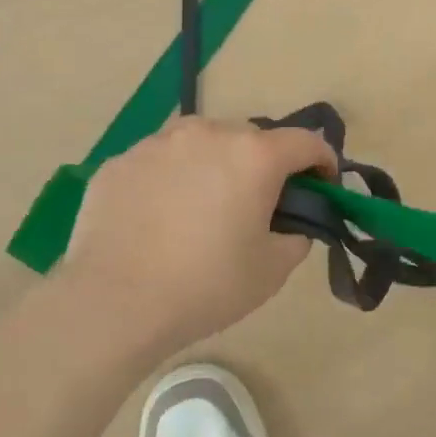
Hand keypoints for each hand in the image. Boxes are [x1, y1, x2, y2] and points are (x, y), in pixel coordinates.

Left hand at [61, 116, 336, 362]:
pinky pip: (161, 161)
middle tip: (256, 204)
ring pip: (202, 143)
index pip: (306, 141)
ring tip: (202, 206)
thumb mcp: (272, 271)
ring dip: (215, 164)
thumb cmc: (205, 285)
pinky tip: (159, 217)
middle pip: (252, 138)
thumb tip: (289, 225)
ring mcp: (159, 143)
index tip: (322, 184)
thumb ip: (295, 237)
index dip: (323, 161)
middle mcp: (209, 133)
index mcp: (254, 155)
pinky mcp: (121, 161)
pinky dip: (171, 178)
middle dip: (264, 165)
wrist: (112, 303)